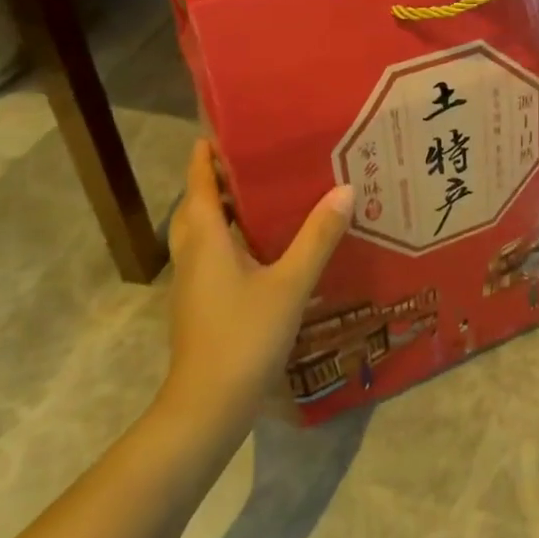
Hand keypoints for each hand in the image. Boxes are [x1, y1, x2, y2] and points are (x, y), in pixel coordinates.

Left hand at [156, 139, 353, 431]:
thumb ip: (318, 237)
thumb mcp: (290, 283)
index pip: (199, 185)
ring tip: (263, 198)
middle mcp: (193, 255)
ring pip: (202, 234)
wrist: (208, 407)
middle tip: (254, 162)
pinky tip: (264, 249)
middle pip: (197, 207)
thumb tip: (345, 189)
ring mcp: (193, 283)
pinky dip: (230, 240)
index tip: (221, 130)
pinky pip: (211, 256)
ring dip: (223, 212)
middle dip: (217, 181)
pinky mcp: (201, 305)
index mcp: (206, 240)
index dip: (206, 156)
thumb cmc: (245, 336)